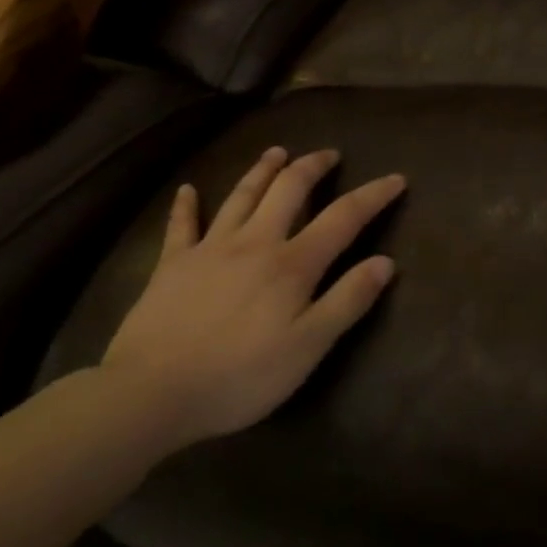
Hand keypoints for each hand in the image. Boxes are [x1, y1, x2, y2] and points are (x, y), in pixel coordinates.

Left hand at [101, 147, 404, 453]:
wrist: (149, 394)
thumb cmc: (239, 376)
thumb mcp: (308, 347)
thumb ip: (348, 300)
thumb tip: (386, 262)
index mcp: (293, 263)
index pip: (344, 217)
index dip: (373, 195)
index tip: (397, 178)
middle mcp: (255, 242)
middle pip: (289, 189)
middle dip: (313, 166)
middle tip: (329, 153)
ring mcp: (210, 249)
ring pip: (242, 196)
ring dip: (262, 170)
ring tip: (277, 152)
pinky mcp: (172, 265)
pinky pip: (181, 226)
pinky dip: (186, 205)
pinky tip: (188, 190)